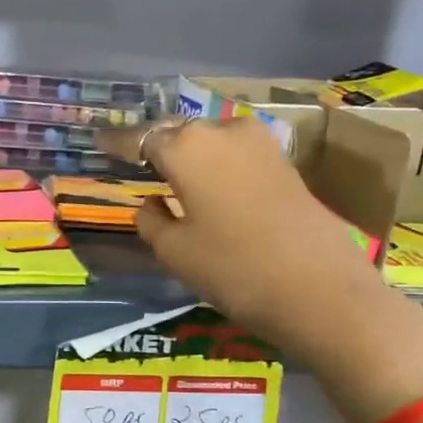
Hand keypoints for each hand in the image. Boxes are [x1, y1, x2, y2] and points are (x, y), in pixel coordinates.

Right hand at [102, 117, 378, 339]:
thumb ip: (151, 220)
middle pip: (178, 134)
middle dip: (156, 147)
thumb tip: (150, 203)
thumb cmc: (234, 269)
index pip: (140, 139)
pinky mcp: (284, 163)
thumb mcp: (175, 252)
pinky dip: (215, 167)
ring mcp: (259, 143)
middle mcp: (222, 131)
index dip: (118, 145)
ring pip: (209, 142)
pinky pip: (234, 156)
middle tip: (135, 164)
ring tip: (170, 178)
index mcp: (186, 147)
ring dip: (188, 157)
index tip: (100, 145)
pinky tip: (207, 188)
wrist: (322, 291)